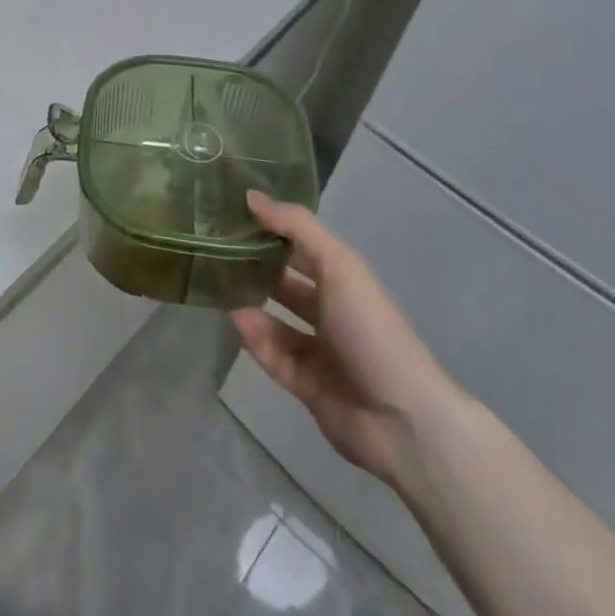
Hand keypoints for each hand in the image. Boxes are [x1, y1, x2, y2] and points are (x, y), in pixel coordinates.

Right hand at [231, 190, 461, 489]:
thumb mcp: (338, 266)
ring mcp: (318, 349)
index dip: (271, 229)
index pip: (301, 245)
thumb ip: (296, 228)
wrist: (401, 419)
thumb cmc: (371, 329)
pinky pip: (271, 355)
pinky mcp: (305, 383)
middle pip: (285, 283)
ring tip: (214, 285)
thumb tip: (251, 196)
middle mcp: (330, 310)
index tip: (231, 212)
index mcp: (343, 280)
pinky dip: (254, 339)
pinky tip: (235, 321)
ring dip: (249, 303)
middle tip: (213, 250)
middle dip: (254, 267)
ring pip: (274, 320)